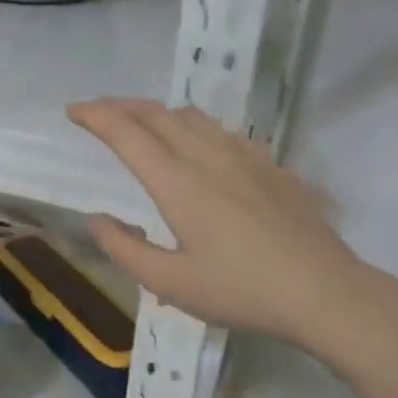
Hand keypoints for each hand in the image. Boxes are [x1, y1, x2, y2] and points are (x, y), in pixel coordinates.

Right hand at [68, 98, 397, 348]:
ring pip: (192, 117)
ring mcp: (245, 156)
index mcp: (178, 183)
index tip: (74, 110)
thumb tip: (96, 221)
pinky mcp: (270, 165)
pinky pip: (222, 131)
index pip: (127, 133)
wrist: (324, 291)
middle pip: (158, 114)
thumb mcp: (171, 285)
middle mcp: (208, 156)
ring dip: (158, 113)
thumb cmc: (242, 291)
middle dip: (122, 106)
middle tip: (98, 112)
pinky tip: (199, 146)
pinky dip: (194, 127)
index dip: (96, 116)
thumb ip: (126, 250)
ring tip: (142, 124)